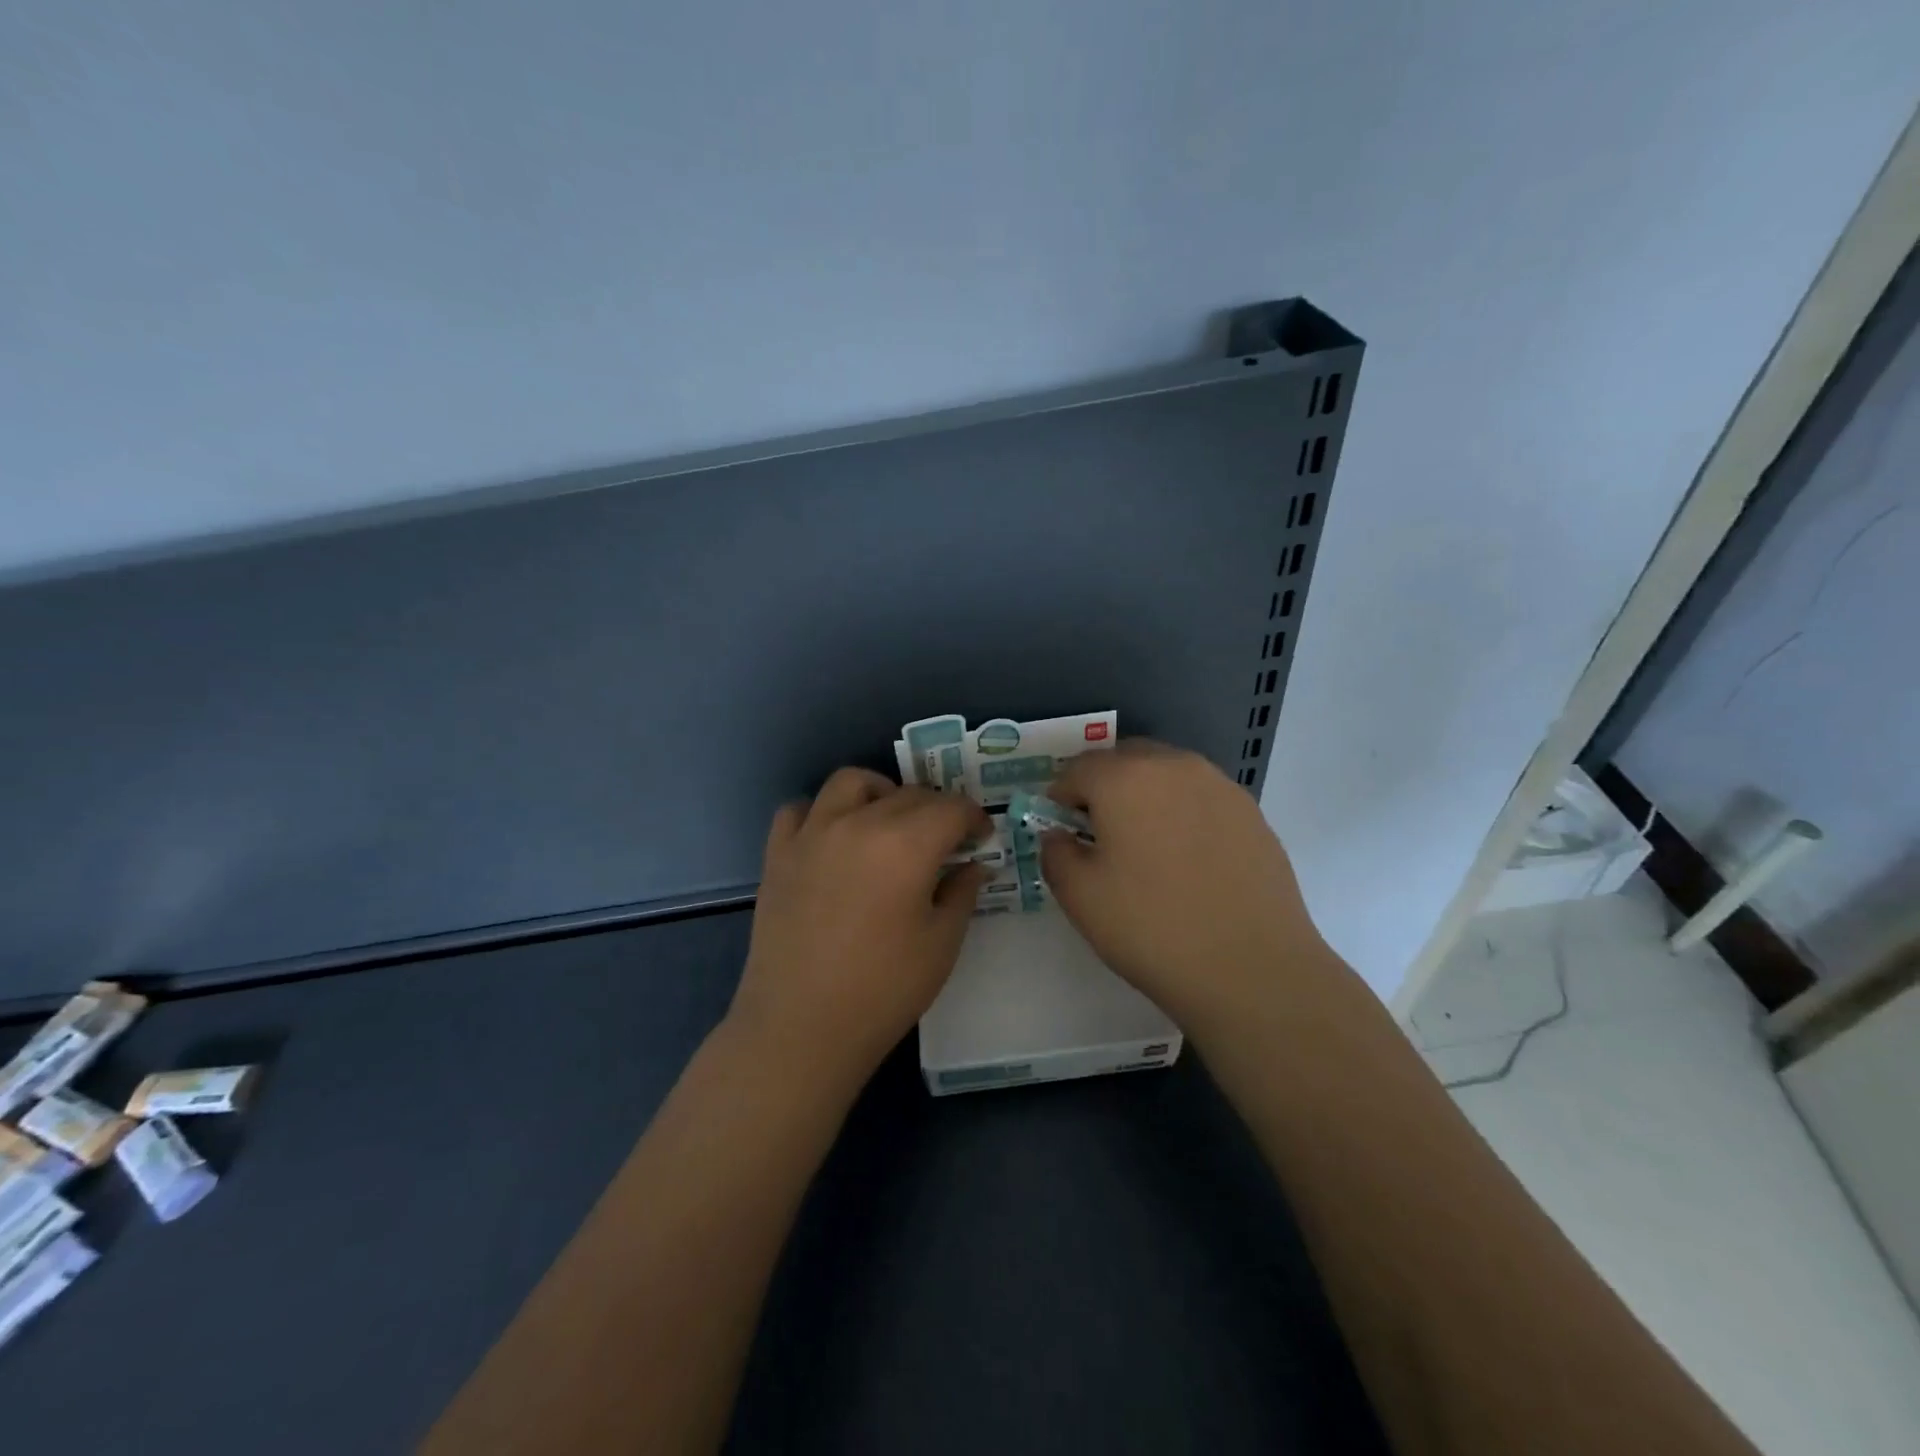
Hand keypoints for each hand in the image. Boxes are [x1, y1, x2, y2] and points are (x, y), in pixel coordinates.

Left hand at [729, 767, 990, 1089]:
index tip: (982, 836)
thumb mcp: (941, 943)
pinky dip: (821, 812)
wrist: (801, 1027)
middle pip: (908, 793)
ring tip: (888, 822)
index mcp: (906, 844)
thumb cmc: (884, 990)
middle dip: (936, 809)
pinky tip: (833, 838)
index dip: (974, 817)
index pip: (951, 808)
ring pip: (850, 782)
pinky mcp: (778, 853)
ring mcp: (812, 834)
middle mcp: (859, 823)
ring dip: (879, 792)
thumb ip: (962, 892)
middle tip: (945, 840)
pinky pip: (799, 809)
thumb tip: (973, 864)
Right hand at [1039, 740, 1332, 1031]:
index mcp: (1125, 778)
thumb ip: (1056, 853)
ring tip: (1146, 848)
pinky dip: (1183, 814)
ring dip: (1145, 797)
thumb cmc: (1153, 929)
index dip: (1059, 798)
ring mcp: (1219, 786)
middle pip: (1124, 761)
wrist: (1253, 969)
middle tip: (1100, 836)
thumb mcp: (1080, 897)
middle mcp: (1174, 766)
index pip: (1076, 770)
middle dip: (1103, 789)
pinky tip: (1188, 861)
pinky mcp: (1251, 812)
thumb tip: (1059, 836)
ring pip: (1166, 775)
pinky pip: (1200, 798)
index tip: (1061, 832)